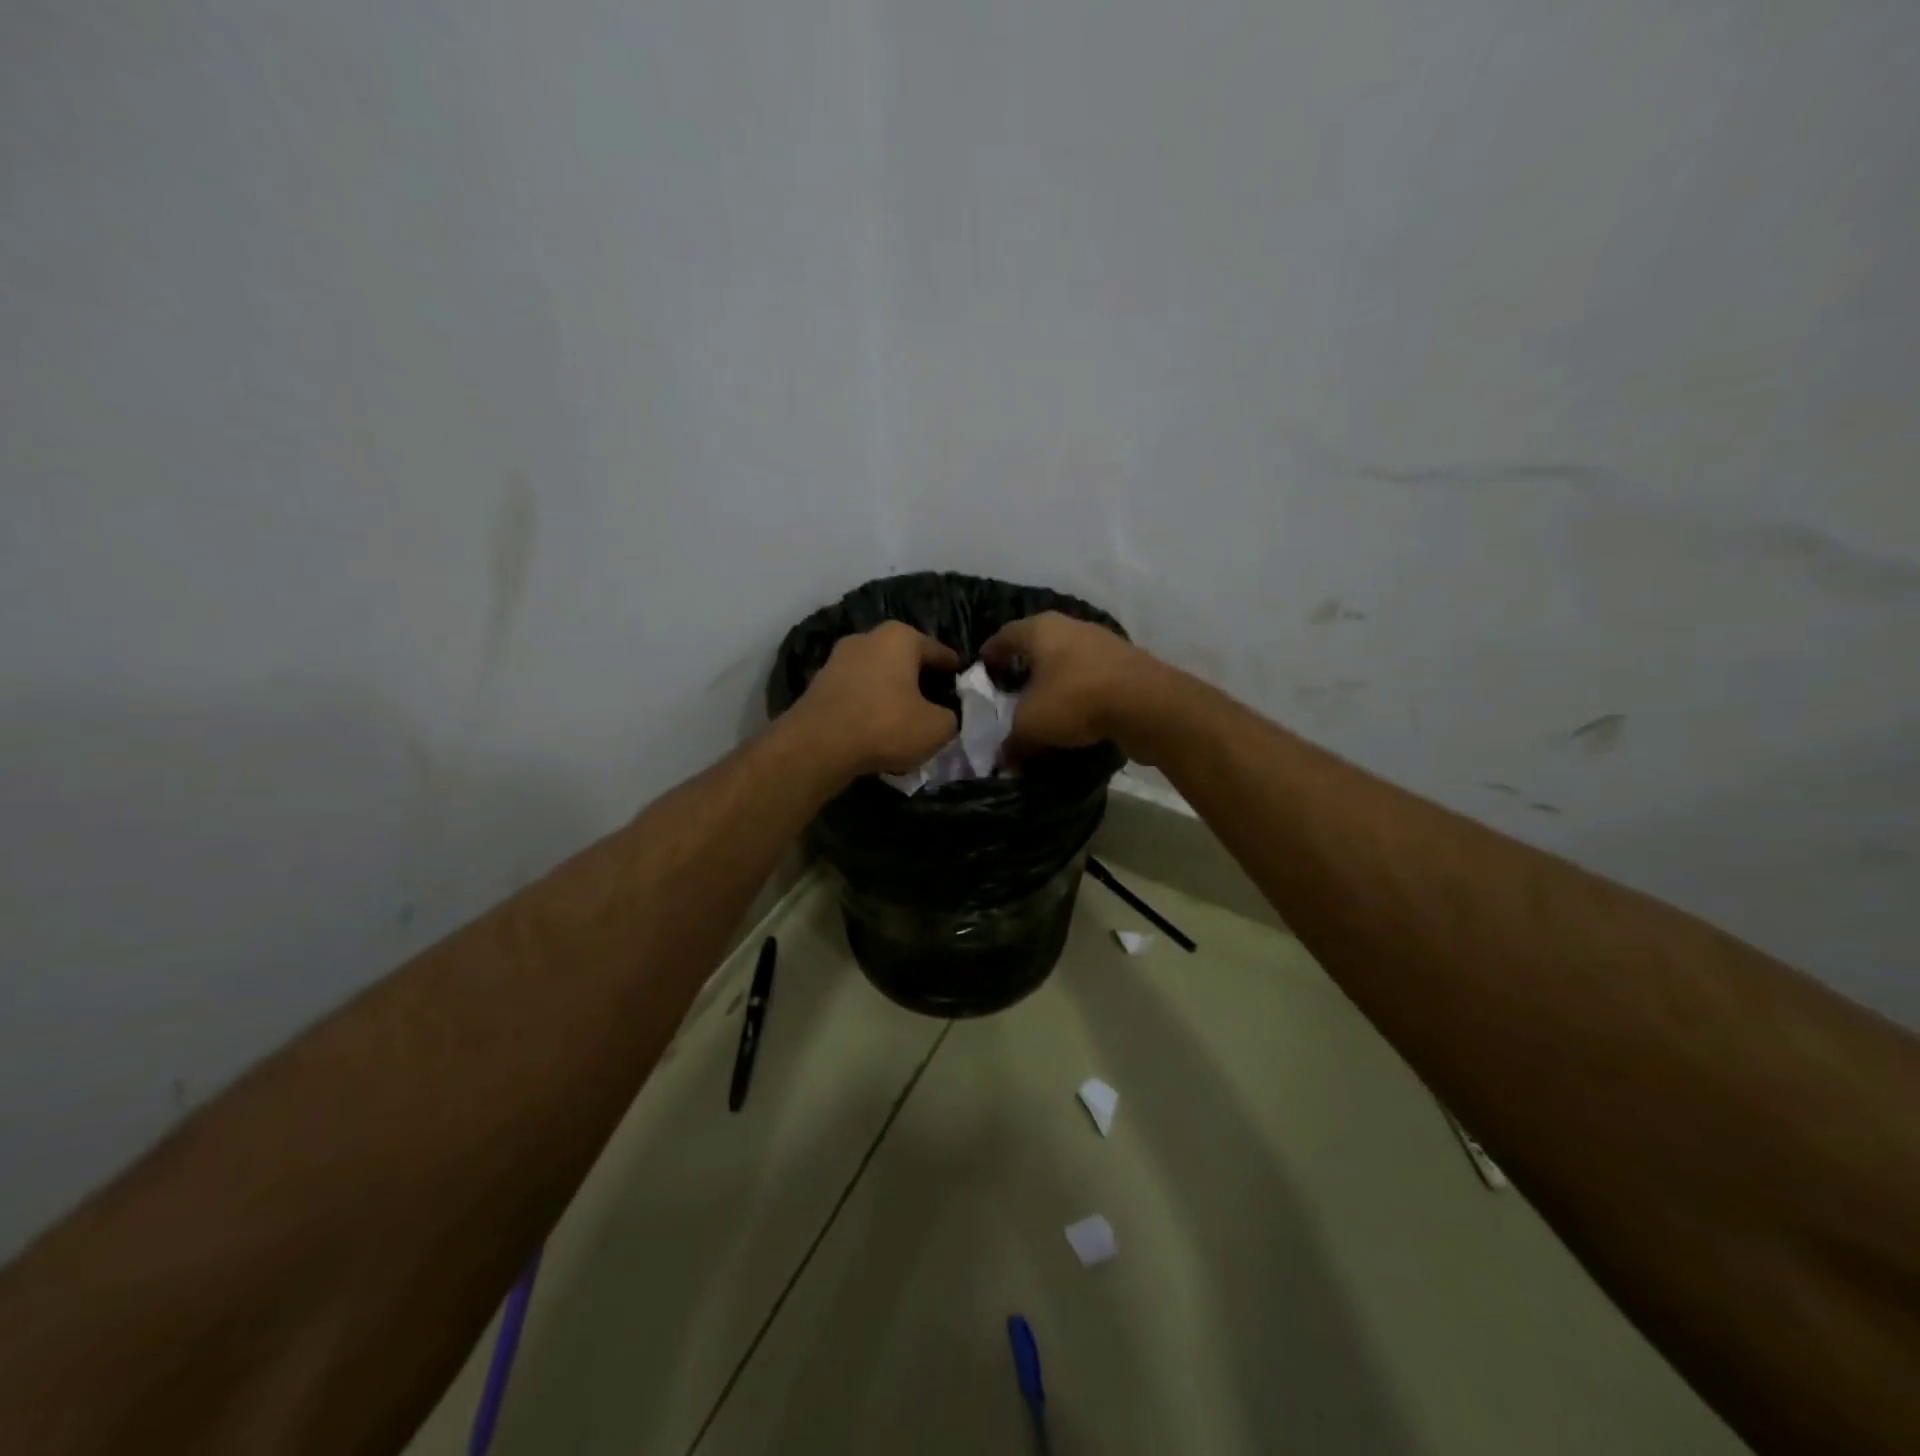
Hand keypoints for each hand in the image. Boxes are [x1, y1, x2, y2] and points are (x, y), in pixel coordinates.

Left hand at [789, 622, 959, 779]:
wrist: (817, 746)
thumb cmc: (885, 726)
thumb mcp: (937, 728)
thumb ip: (949, 716)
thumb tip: (944, 715)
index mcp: (900, 637)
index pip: (937, 650)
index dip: (952, 667)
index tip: (961, 678)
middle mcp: (867, 638)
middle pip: (903, 659)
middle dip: (918, 677)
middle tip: (934, 699)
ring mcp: (837, 659)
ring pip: (877, 675)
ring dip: (891, 692)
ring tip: (905, 716)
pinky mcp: (818, 684)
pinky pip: (856, 692)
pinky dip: (868, 705)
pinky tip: (876, 727)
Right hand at [980, 612, 1167, 757]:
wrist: (1147, 704)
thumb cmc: (1075, 700)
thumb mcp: (1031, 726)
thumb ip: (1013, 742)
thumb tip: (1006, 761)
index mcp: (1041, 629)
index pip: (1005, 635)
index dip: (991, 652)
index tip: (982, 668)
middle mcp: (1071, 627)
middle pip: (1039, 644)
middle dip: (1025, 665)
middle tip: (1010, 687)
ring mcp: (1104, 643)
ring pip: (1068, 659)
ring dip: (1055, 679)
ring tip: (1043, 703)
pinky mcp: (1128, 665)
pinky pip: (1092, 677)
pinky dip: (1080, 691)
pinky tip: (1076, 713)